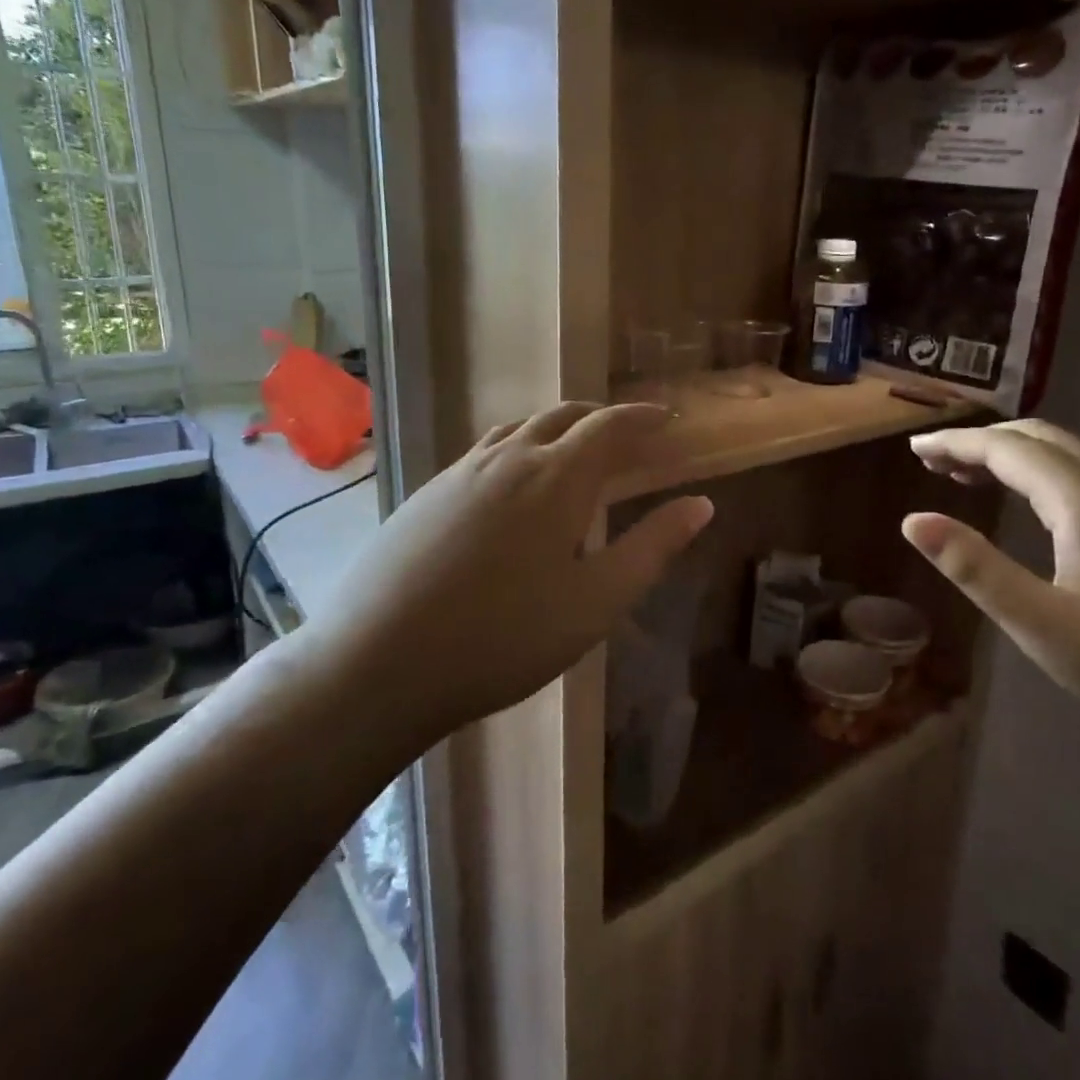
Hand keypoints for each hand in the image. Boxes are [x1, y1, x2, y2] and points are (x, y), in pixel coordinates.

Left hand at [308, 403, 713, 735]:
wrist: (379, 662)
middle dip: (601, 418)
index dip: (642, 418)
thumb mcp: (596, 601)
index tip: (666, 419)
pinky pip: (486, 453)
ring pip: (519, 430)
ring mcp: (461, 473)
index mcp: (556, 478)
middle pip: (563, 417)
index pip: (610, 427)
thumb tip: (700, 504)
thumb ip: (652, 547)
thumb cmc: (505, 637)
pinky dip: (518, 449)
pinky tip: (513, 487)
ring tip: (574, 453)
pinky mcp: (428, 494)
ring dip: (556, 430)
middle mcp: (508, 459)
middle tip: (627, 436)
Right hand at [902, 419, 1079, 794]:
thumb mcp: (1045, 627)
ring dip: (1019, 459)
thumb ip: (976, 568)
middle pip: (1044, 439)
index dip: (957, 443)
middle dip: (985, 442)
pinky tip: (1043, 514)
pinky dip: (1052, 479)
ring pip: (1075, 458)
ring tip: (975, 480)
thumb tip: (913, 520)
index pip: (1008, 449)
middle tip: (936, 462)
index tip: (915, 448)